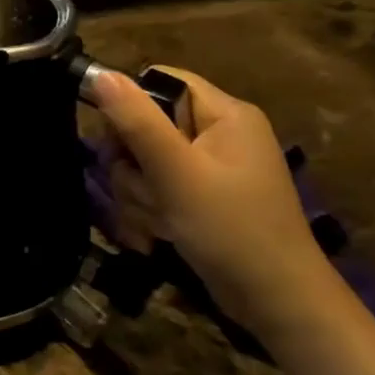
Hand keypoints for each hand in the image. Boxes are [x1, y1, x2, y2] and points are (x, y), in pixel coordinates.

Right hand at [91, 67, 336, 334]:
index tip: (116, 143)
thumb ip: (137, 122)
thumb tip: (99, 74)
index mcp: (225, 114)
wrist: (275, 300)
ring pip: (144, 164)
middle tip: (144, 192)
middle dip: (132, 164)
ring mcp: (210, 170)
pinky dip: (150, 211)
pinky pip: (157, 190)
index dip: (129, 106)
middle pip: (145, 126)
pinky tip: (157, 235)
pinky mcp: (201, 199)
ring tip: (157, 222)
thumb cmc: (230, 228)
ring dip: (138, 195)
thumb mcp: (176, 172)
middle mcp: (218, 134)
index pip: (160, 82)